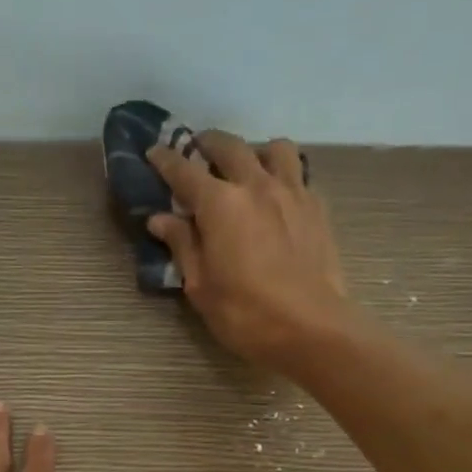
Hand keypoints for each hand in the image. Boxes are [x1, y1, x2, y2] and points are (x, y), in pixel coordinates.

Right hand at [147, 131, 354, 373]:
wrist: (312, 328)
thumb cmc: (245, 314)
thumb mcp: (200, 287)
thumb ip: (182, 245)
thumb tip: (161, 219)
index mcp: (220, 204)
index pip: (184, 170)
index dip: (165, 159)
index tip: (154, 152)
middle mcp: (256, 185)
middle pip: (229, 146)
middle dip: (207, 144)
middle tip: (196, 152)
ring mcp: (292, 192)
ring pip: (273, 148)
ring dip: (253, 151)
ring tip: (246, 168)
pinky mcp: (317, 207)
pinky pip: (298, 174)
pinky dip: (282, 174)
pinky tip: (276, 196)